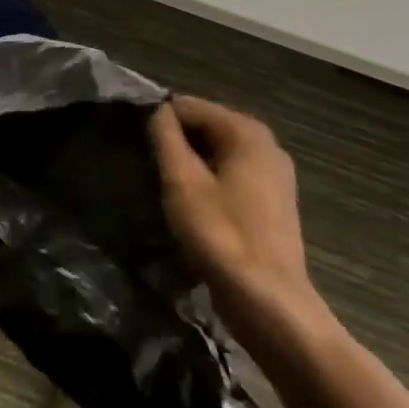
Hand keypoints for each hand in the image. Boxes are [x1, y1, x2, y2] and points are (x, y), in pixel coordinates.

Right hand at [151, 97, 324, 343]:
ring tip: (164, 184)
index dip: (158, 119)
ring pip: (218, 152)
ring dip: (190, 163)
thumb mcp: (182, 181)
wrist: (269, 302)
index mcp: (247, 131)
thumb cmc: (221, 234)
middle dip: (176, 140)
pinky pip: (231, 174)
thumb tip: (157, 110)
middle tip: (146, 165)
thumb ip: (166, 137)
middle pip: (206, 126)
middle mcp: (266, 144)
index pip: (189, 105)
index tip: (135, 143)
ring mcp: (274, 174)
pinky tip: (190, 203)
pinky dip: (209, 180)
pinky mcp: (272, 202)